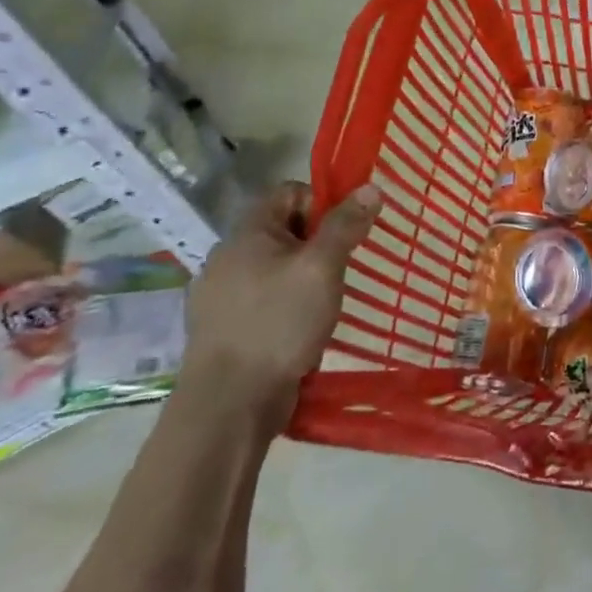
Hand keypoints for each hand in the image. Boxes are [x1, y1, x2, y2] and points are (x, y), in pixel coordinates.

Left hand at [179, 180, 381, 427]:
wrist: (229, 403)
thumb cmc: (279, 323)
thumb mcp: (322, 268)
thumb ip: (345, 226)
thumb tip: (371, 187)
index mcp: (246, 233)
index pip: (289, 192)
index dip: (322, 203)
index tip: (345, 233)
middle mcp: (227, 256)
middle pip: (283, 229)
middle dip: (317, 243)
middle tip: (342, 269)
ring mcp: (220, 295)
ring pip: (274, 267)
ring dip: (303, 276)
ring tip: (326, 302)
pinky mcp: (223, 328)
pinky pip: (263, 299)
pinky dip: (286, 304)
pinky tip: (302, 327)